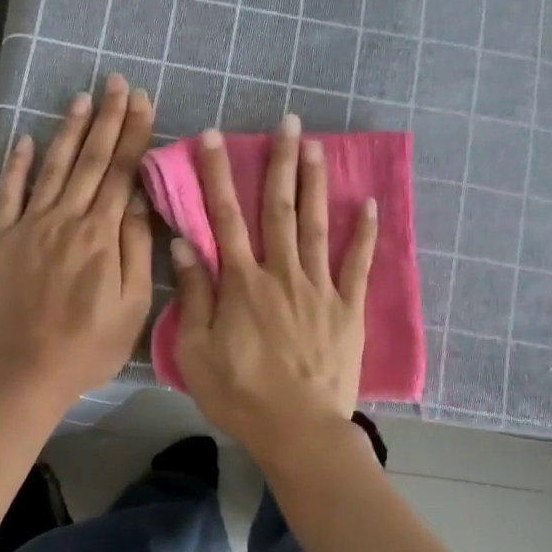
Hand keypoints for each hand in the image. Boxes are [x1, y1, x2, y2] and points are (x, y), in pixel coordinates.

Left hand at [0, 74, 154, 403]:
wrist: (23, 372)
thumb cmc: (88, 346)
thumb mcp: (132, 306)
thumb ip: (137, 250)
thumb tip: (141, 202)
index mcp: (102, 235)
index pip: (122, 173)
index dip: (133, 134)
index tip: (142, 101)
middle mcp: (67, 219)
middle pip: (91, 160)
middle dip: (107, 118)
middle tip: (116, 82)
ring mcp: (31, 226)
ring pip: (54, 167)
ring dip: (68, 130)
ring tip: (81, 97)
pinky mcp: (2, 240)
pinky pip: (10, 194)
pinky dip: (18, 165)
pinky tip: (26, 140)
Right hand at [169, 116, 376, 455]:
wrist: (298, 430)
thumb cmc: (240, 395)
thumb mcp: (196, 351)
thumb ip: (195, 296)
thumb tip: (184, 246)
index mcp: (242, 283)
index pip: (225, 218)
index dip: (217, 175)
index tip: (213, 138)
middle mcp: (281, 273)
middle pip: (278, 209)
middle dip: (279, 162)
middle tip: (286, 121)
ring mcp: (319, 288)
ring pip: (316, 225)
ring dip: (314, 183)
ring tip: (315, 145)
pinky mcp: (347, 308)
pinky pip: (357, 264)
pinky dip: (364, 233)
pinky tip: (367, 203)